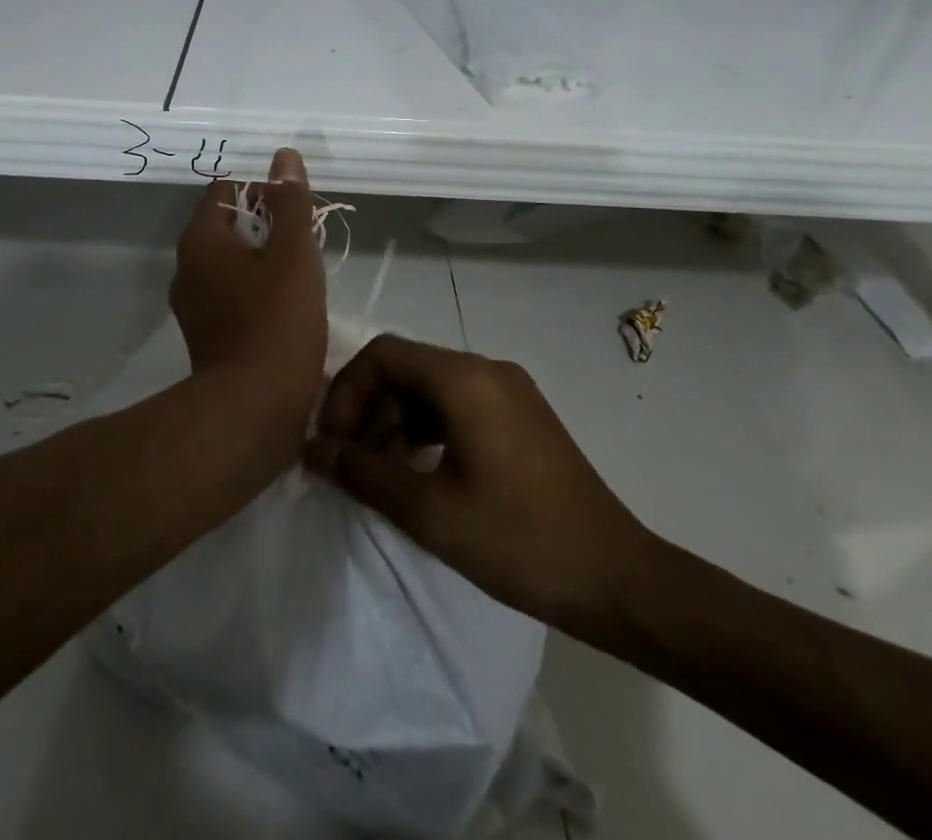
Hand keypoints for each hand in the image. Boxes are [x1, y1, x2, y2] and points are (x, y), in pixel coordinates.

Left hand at [170, 148, 327, 421]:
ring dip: (267, 261)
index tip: (297, 211)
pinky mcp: (207, 336)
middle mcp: (187, 267)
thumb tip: (284, 156)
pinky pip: (234, 295)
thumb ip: (290, 201)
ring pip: (234, 263)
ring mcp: (194, 305)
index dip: (264, 191)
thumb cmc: (277, 320)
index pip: (227, 190)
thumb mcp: (293, 252)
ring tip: (304, 276)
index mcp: (200, 240)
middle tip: (306, 244)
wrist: (254, 409)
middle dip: (270, 227)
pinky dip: (259, 292)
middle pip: (230, 226)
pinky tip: (289, 309)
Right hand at [305, 335, 658, 648]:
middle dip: (368, 409)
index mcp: (464, 378)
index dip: (347, 391)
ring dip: (396, 421)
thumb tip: (314, 449)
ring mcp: (509, 391)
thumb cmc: (518, 540)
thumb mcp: (429, 511)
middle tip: (347, 462)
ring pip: (432, 388)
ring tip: (378, 474)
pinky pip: (459, 405)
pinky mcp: (522, 416)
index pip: (384, 354)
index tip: (332, 441)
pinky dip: (427, 429)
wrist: (616, 577)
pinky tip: (417, 472)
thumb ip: (364, 473)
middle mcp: (486, 369)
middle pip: (407, 368)